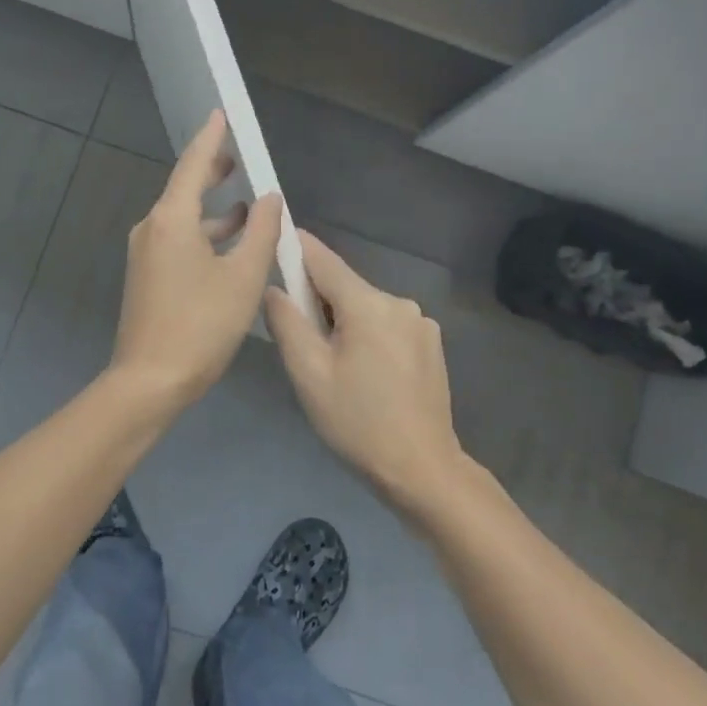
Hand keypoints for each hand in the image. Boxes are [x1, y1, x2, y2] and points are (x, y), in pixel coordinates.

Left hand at [109, 110, 283, 410]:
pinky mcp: (147, 276)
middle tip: (240, 159)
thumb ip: (262, 232)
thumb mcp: (243, 276)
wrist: (149, 381)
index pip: (193, 164)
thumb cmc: (201, 325)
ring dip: (215, 210)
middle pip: (185, 189)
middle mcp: (152, 228)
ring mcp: (145, 253)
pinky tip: (230, 247)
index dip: (211, 138)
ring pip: (183, 218)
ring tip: (248, 207)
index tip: (220, 114)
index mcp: (172, 219)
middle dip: (213, 173)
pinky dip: (204, 234)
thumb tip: (271, 198)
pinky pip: (178, 240)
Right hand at [266, 231, 469, 512]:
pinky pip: (386, 326)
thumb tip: (275, 289)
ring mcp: (420, 323)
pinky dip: (368, 336)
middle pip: (345, 287)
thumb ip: (286, 323)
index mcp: (368, 304)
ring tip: (335, 368)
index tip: (276, 235)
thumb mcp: (309, 374)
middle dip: (318, 302)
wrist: (423, 470)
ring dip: (344, 323)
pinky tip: (365, 375)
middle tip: (301, 342)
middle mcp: (398, 302)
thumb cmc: (357, 423)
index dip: (296, 246)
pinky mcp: (431, 344)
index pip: (323, 259)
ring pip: (366, 309)